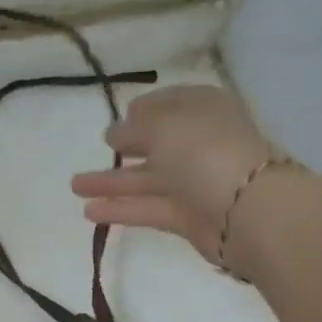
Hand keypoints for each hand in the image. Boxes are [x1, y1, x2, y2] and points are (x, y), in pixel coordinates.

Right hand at [71, 85, 289, 263]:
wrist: (246, 210)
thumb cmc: (205, 152)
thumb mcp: (164, 125)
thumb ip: (134, 127)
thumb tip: (116, 132)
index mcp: (202, 110)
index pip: (171, 104)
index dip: (144, 109)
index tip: (121, 115)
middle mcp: (199, 143)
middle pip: (157, 143)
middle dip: (125, 146)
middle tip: (97, 149)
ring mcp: (195, 182)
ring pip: (147, 179)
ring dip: (112, 182)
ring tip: (75, 187)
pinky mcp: (187, 217)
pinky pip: (148, 208)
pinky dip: (121, 208)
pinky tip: (90, 211)